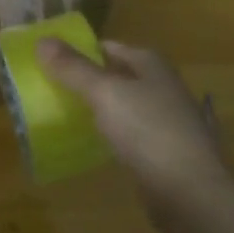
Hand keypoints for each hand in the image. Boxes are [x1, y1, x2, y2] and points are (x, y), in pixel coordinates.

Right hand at [36, 38, 233, 232]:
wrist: (190, 192)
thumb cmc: (148, 131)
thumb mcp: (105, 94)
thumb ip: (74, 69)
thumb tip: (42, 40)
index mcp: (151, 65)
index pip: (110, 47)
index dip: (81, 50)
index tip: (50, 60)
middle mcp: (164, 86)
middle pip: (119, 75)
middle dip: (90, 80)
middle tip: (52, 89)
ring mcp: (169, 120)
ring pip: (127, 106)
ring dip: (102, 108)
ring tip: (66, 115)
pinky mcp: (167, 152)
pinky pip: (133, 134)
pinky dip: (114, 134)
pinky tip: (96, 144)